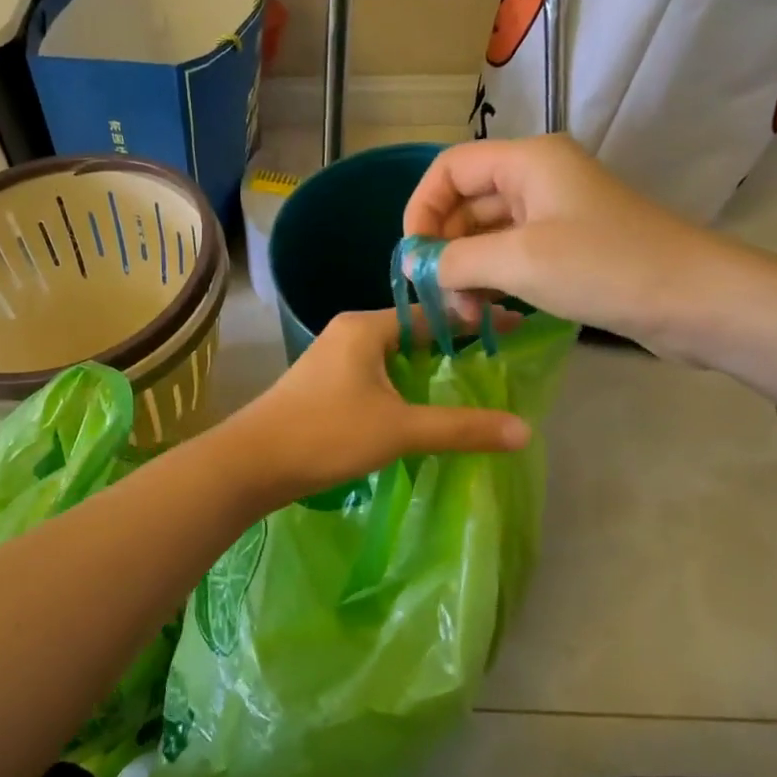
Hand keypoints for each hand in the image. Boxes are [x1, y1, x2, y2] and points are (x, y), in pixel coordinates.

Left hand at [223, 309, 529, 504]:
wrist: (251, 463)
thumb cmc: (326, 434)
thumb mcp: (400, 429)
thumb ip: (461, 427)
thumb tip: (525, 431)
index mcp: (365, 327)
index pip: (432, 313)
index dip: (474, 321)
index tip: (513, 326)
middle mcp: (348, 332)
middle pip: (413, 331)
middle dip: (452, 344)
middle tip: (496, 359)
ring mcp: (332, 358)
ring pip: (392, 355)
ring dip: (426, 368)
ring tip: (468, 383)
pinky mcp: (323, 384)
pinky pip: (375, 374)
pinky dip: (403, 384)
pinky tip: (420, 406)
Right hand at [402, 135, 741, 355]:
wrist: (696, 301)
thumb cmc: (604, 268)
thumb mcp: (518, 261)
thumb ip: (456, 259)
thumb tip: (417, 266)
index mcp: (527, 161)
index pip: (449, 168)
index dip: (421, 208)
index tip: (413, 258)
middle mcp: (538, 178)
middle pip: (466, 201)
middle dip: (445, 248)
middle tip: (439, 297)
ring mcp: (556, 213)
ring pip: (488, 233)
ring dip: (467, 270)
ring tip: (466, 314)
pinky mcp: (570, 247)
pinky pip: (513, 255)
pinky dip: (494, 280)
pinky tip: (490, 312)